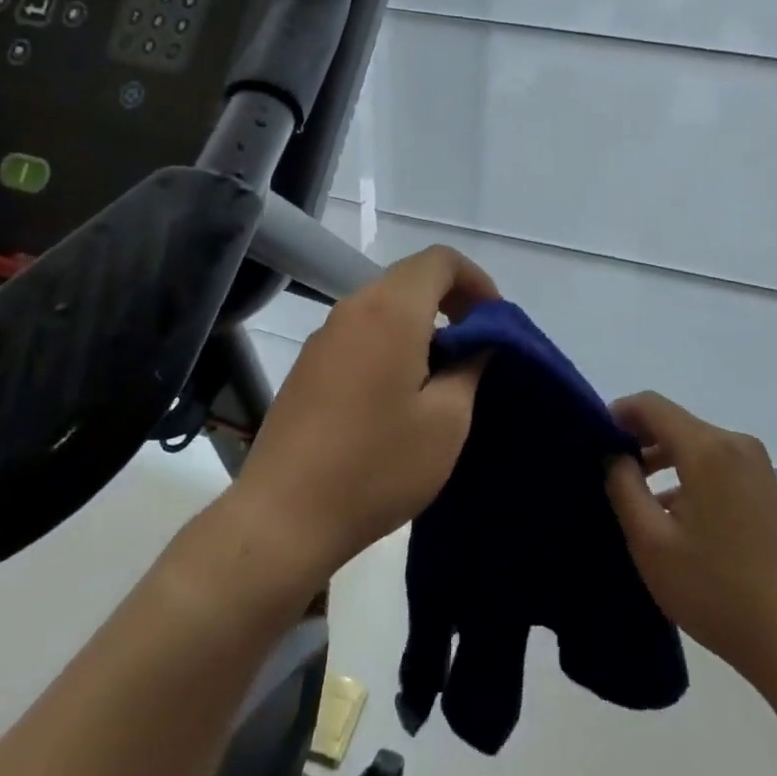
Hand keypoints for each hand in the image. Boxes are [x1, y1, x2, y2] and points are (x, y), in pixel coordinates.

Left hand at [225, 245, 498, 590]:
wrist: (283, 515)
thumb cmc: (377, 465)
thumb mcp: (446, 421)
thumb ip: (470, 366)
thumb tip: (477, 340)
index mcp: (391, 310)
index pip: (440, 260)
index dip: (476, 280)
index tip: (493, 321)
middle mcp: (354, 307)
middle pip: (411, 277)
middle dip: (451, 300)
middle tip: (476, 344)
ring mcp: (325, 334)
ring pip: (385, 304)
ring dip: (421, 322)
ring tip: (442, 372)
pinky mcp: (308, 363)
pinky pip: (361, 330)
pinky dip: (391, 339)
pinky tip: (398, 392)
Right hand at [606, 392, 776, 688]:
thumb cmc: (719, 593)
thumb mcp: (652, 543)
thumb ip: (623, 487)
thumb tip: (614, 454)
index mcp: (707, 448)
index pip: (651, 405)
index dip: (617, 414)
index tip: (593, 441)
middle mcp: (737, 445)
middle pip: (675, 423)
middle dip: (639, 440)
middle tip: (610, 473)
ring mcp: (759, 469)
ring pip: (697, 446)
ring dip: (664, 461)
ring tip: (638, 498)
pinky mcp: (771, 493)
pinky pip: (719, 466)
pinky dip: (691, 477)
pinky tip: (677, 517)